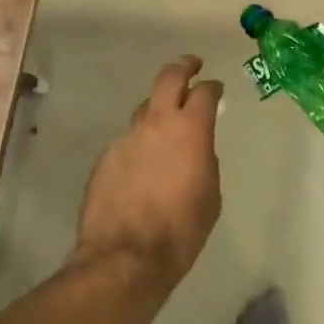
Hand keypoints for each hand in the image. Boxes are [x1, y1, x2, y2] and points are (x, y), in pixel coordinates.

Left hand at [73, 57, 223, 292]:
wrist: (126, 257)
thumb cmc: (181, 229)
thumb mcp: (210, 194)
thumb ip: (205, 159)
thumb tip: (196, 149)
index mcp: (190, 129)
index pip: (204, 92)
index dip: (212, 87)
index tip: (216, 88)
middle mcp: (157, 122)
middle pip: (169, 77)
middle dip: (183, 67)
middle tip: (192, 66)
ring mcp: (127, 136)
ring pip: (144, 107)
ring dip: (158, 109)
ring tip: (165, 124)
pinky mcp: (106, 156)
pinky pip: (128, 139)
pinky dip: (139, 142)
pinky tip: (142, 164)